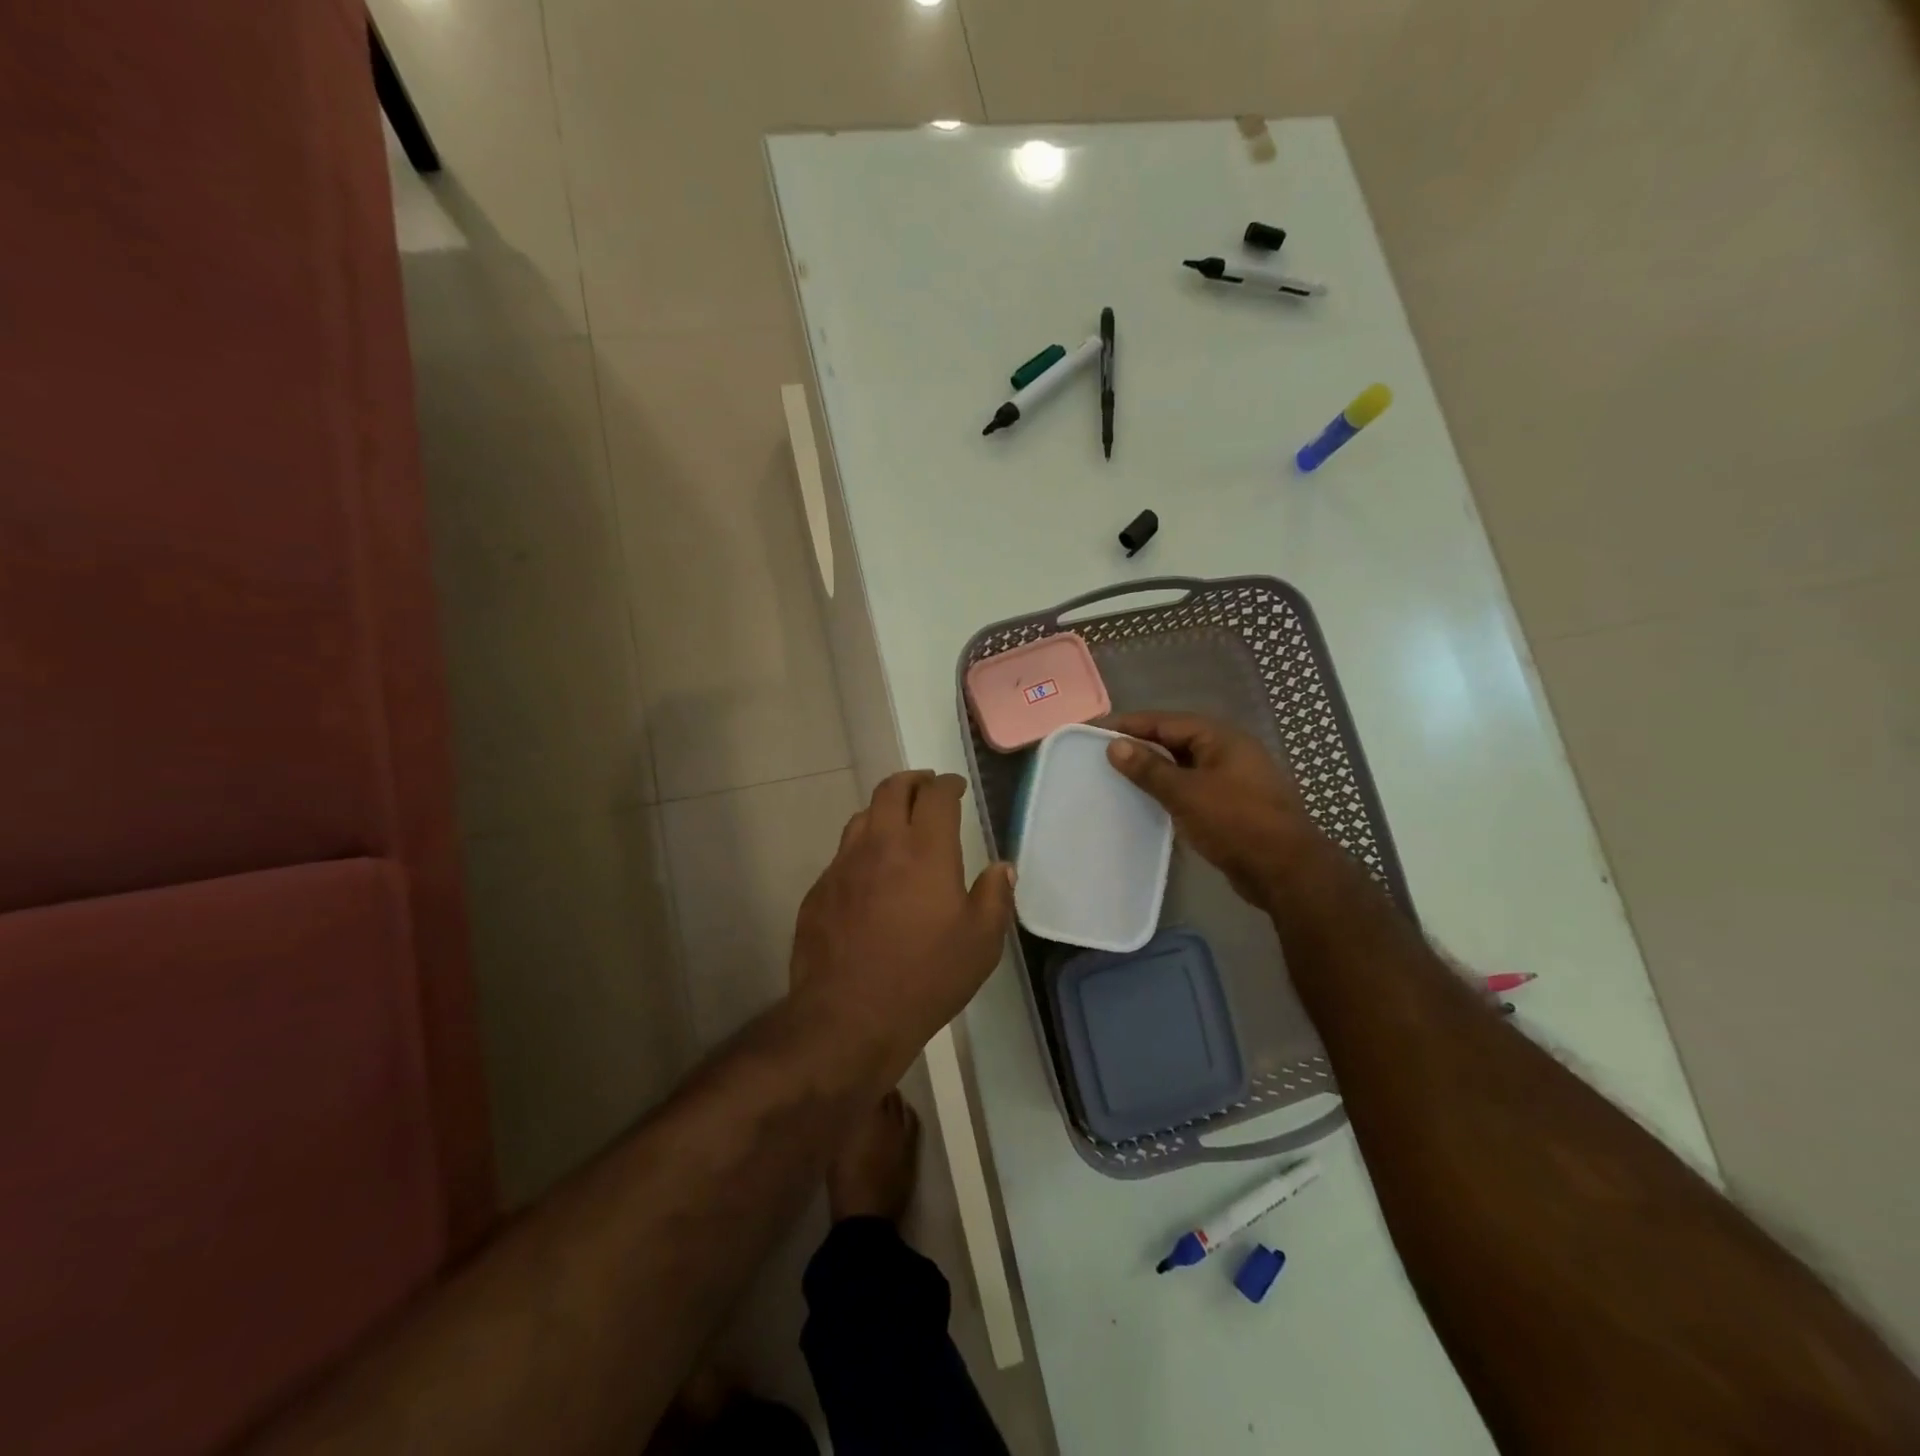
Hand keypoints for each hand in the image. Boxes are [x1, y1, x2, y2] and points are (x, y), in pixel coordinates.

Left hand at [791, 771, 1014, 1066]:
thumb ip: (995, 897)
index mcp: (925, 850)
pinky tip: (869, 874)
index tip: (956, 787)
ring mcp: (843, 865)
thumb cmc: (925, 978)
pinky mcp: (819, 890)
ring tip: (897, 823)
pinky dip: (862, 849)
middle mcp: (881, 845)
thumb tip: (1002, 868)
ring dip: (883, 810)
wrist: (848, 1017)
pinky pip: (842, 855)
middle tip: (926, 787)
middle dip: (913, 781)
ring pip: (862, 817)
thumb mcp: (981, 943)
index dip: (948, 784)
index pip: (936, 796)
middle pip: (892, 790)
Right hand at [1105, 712, 1318, 907]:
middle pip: (1176, 740)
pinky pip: (1193, 788)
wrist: (1286, 871)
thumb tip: (1115, 745)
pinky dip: (1170, 791)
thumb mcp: (1186, 793)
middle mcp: (1229, 752)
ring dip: (1154, 770)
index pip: (1166, 721)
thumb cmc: (1236, 823)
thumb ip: (1149, 768)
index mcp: (1221, 738)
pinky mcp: (1233, 805)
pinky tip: (1148, 802)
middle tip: (1102, 753)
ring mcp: (1234, 779)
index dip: (1130, 724)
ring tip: (1118, 776)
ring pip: (1185, 766)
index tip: (1096, 730)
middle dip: (1140, 745)